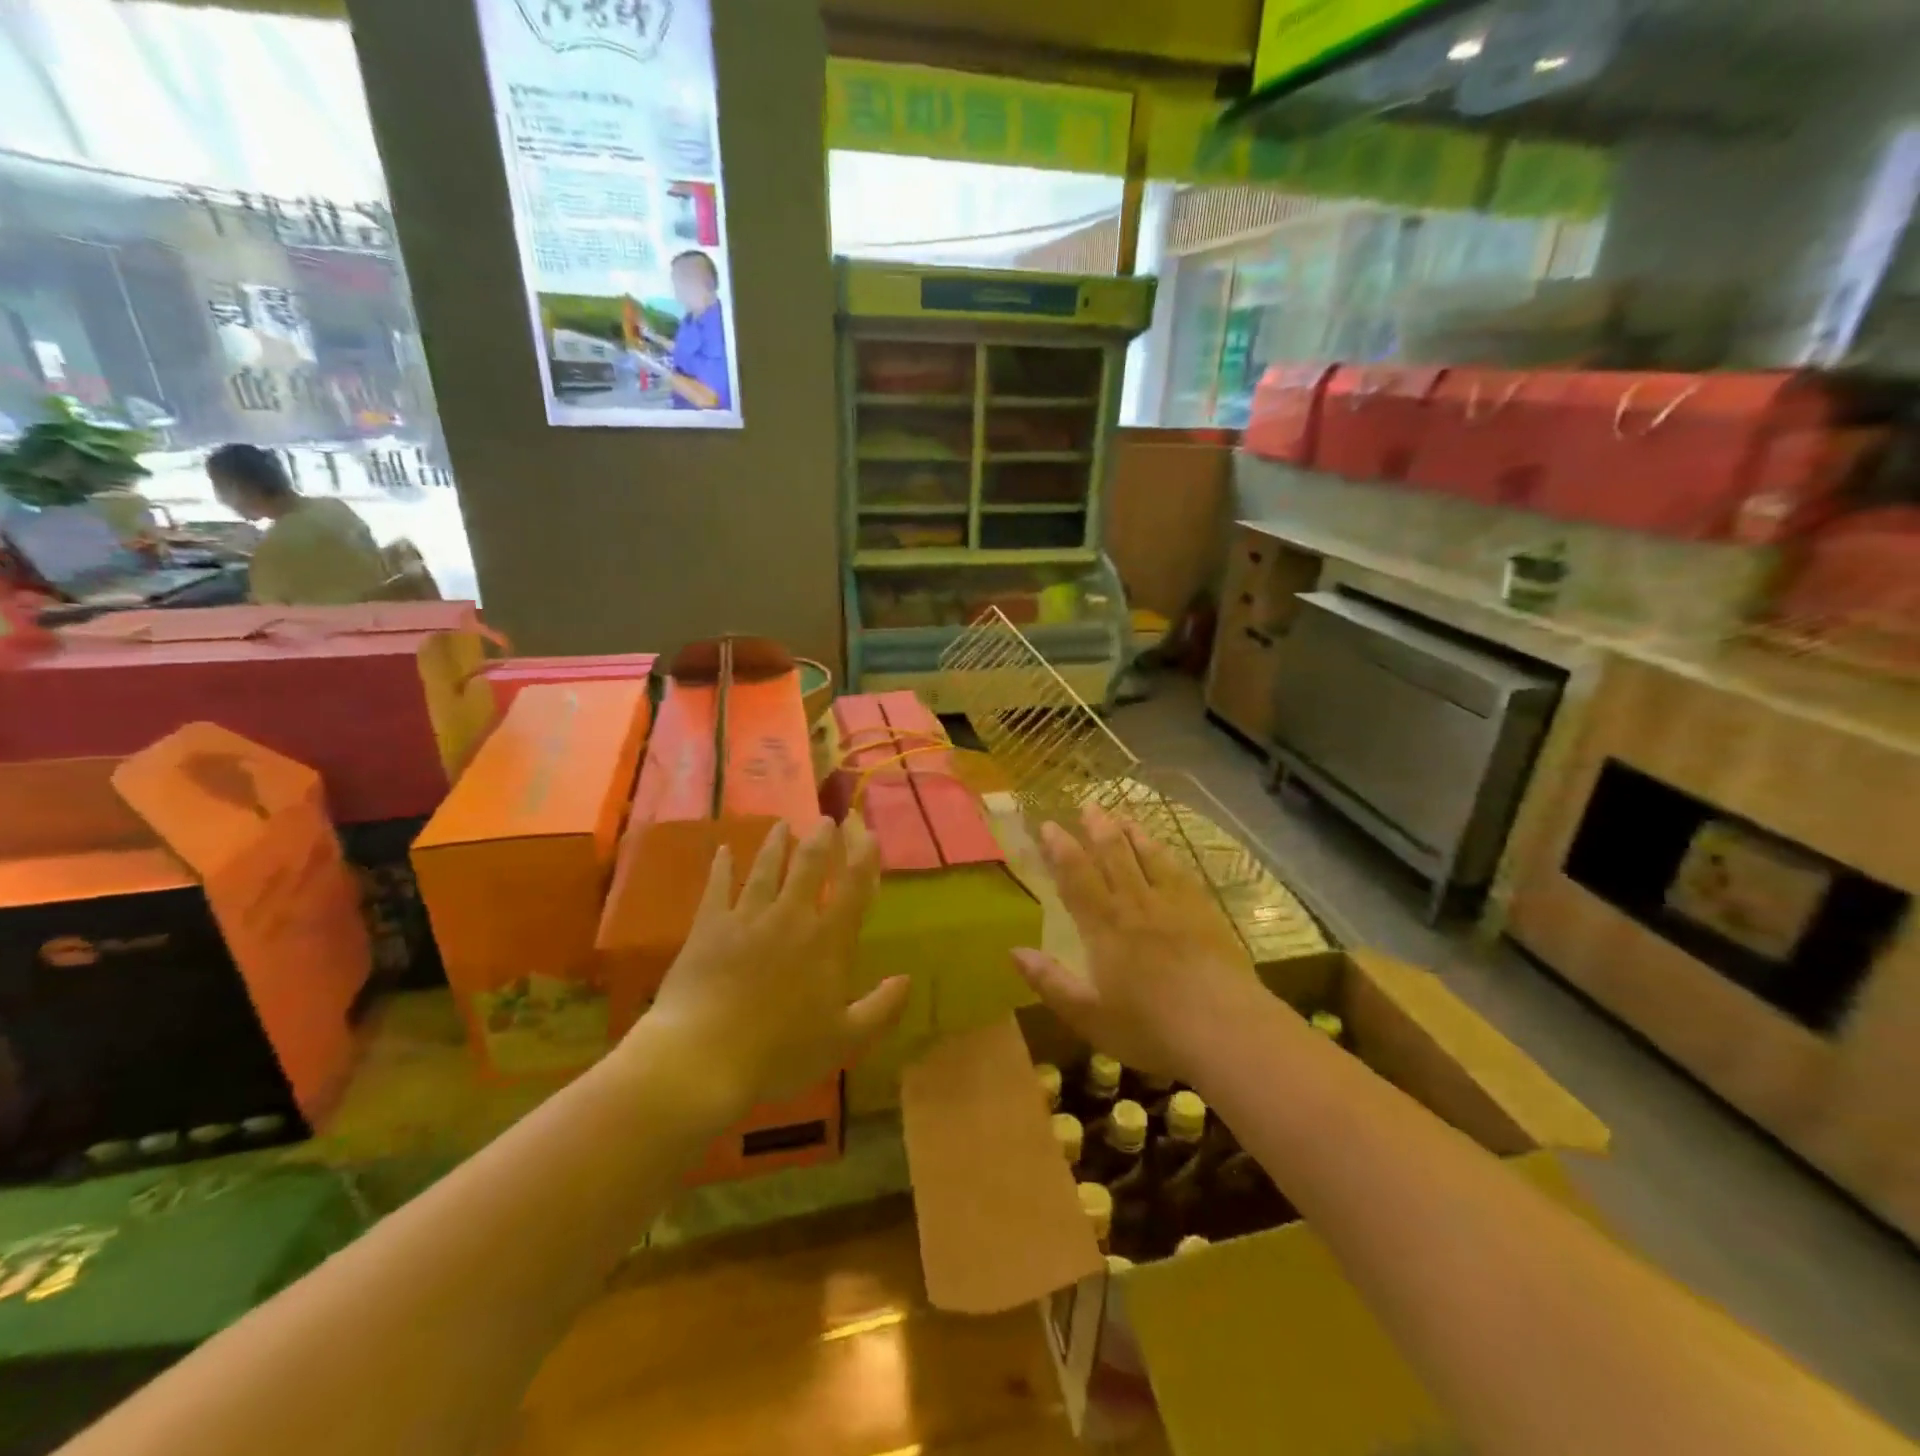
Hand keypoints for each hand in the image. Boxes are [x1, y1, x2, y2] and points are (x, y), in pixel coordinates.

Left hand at [634, 818, 907, 1117]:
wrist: (703, 1057)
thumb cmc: (780, 1053)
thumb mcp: (844, 1040)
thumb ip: (881, 1007)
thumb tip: (907, 978)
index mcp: (826, 942)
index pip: (853, 889)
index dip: (864, 858)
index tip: (868, 834)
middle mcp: (790, 918)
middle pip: (809, 866)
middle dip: (820, 840)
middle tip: (824, 820)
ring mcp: (747, 918)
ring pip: (766, 869)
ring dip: (776, 844)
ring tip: (782, 825)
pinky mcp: (709, 927)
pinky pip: (717, 887)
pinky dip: (722, 867)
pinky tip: (723, 850)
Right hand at [1011, 805, 1266, 1084]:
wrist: (1225, 1030)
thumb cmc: (1150, 1029)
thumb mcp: (1088, 1016)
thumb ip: (1050, 982)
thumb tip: (1014, 951)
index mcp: (1104, 927)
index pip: (1077, 878)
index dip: (1061, 850)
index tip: (1049, 826)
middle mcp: (1136, 905)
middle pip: (1114, 856)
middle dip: (1097, 829)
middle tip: (1088, 805)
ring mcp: (1174, 905)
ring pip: (1148, 857)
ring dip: (1132, 834)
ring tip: (1121, 815)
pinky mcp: (1205, 913)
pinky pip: (1180, 873)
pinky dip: (1166, 855)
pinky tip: (1165, 851)